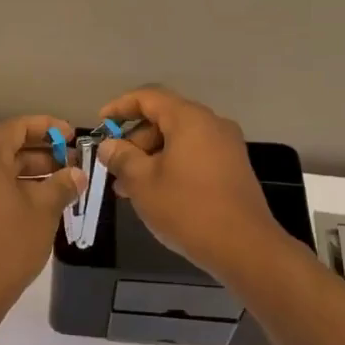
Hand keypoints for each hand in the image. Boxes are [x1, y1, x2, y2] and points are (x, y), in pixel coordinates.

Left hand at [0, 115, 85, 319]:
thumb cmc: (9, 244)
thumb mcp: (43, 210)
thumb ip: (62, 184)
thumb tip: (77, 173)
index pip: (15, 127)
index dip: (46, 127)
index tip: (71, 135)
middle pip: (5, 149)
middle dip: (40, 153)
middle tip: (71, 163)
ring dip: (28, 173)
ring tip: (60, 186)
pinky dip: (10, 189)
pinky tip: (35, 204)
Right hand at [96, 87, 287, 283]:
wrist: (243, 246)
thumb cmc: (187, 209)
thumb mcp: (142, 182)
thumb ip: (121, 158)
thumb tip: (108, 146)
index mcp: (189, 119)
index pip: (149, 97)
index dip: (120, 107)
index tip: (100, 124)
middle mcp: (212, 125)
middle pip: (165, 119)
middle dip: (135, 140)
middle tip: (113, 167)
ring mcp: (226, 147)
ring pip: (179, 141)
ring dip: (150, 157)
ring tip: (128, 188)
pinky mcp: (233, 169)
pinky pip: (194, 156)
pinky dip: (171, 166)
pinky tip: (155, 194)